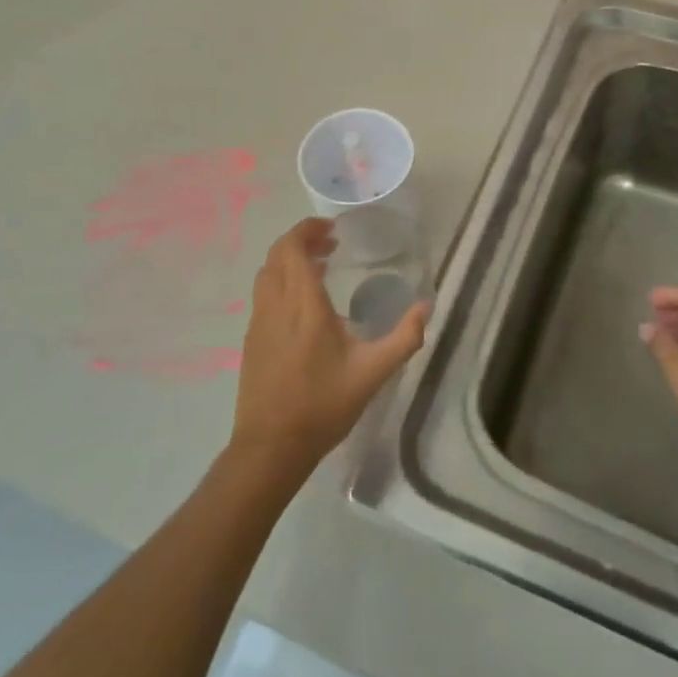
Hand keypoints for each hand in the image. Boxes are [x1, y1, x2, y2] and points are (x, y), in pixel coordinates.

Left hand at [229, 217, 429, 485]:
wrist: (270, 447)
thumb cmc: (323, 406)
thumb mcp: (373, 373)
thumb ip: (404, 338)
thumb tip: (426, 307)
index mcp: (303, 305)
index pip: (292, 248)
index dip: (308, 230)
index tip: (332, 229)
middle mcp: (275, 305)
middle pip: (277, 255)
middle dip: (302, 241)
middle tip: (331, 245)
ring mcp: (258, 323)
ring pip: (267, 274)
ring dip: (289, 262)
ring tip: (319, 268)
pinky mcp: (252, 341)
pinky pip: (263, 295)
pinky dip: (281, 282)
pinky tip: (302, 306)